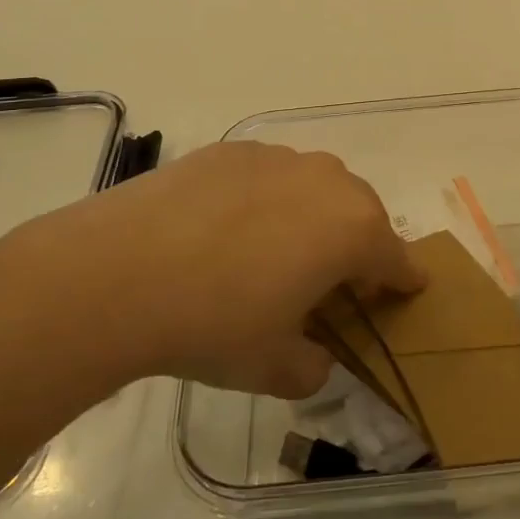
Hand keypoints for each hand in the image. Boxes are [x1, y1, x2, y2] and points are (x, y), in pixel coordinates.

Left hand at [9, 142, 422, 398]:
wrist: (117, 273)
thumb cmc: (214, 324)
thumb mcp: (275, 368)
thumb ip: (313, 366)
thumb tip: (314, 354)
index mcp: (353, 230)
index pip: (397, 257)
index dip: (402, 281)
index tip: (401, 293)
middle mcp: (326, 181)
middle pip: (361, 213)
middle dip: (358, 245)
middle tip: (334, 280)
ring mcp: (276, 157)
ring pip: (315, 186)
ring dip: (313, 216)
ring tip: (278, 251)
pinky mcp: (230, 150)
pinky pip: (269, 175)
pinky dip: (267, 199)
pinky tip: (229, 229)